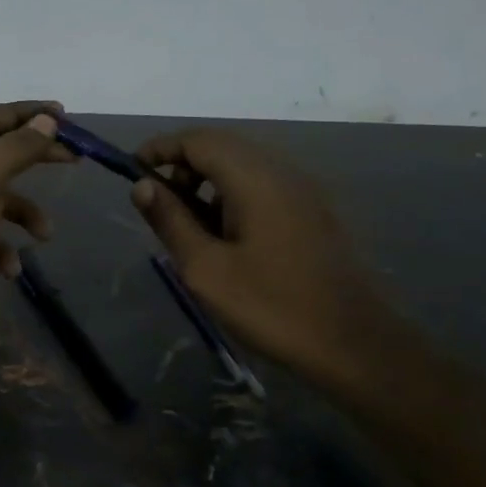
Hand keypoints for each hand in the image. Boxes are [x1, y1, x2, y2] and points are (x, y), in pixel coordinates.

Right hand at [129, 129, 396, 381]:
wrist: (354, 345)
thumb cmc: (271, 307)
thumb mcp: (206, 269)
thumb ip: (171, 220)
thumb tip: (142, 185)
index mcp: (256, 179)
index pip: (199, 140)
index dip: (161, 148)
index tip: (131, 171)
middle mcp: (282, 172)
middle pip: (222, 146)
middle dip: (182, 163)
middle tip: (156, 201)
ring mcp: (303, 191)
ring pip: (243, 164)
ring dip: (206, 179)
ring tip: (186, 222)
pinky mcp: (312, 212)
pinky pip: (262, 184)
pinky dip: (231, 193)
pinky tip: (223, 233)